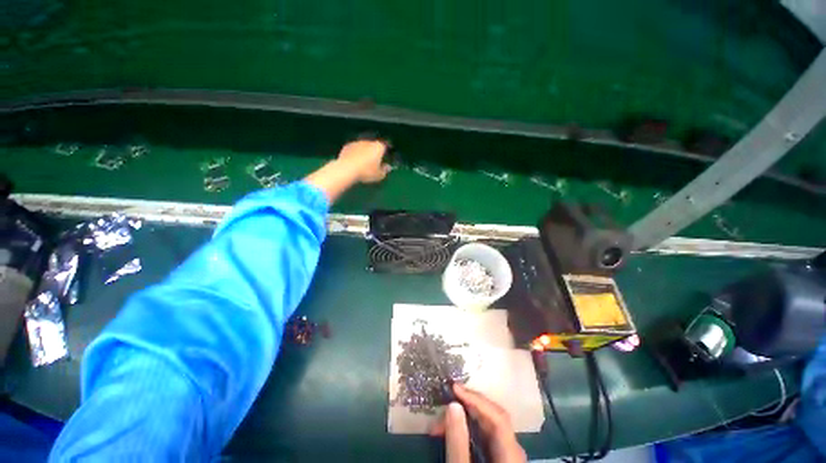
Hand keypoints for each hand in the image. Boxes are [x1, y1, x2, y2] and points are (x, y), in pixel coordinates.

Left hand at [336, 140, 390, 183]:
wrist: (347, 169)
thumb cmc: (367, 172)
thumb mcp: (379, 175)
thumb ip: (385, 170)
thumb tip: (387, 167)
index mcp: (379, 147)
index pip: (385, 147)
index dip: (386, 153)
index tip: (385, 159)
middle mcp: (369, 142)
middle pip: (374, 146)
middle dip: (374, 152)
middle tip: (374, 163)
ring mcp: (357, 142)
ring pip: (363, 147)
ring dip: (364, 153)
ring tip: (363, 164)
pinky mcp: (347, 146)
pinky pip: (354, 150)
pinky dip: (355, 154)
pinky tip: (354, 163)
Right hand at [431, 384, 526, 462]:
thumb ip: (458, 442)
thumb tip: (453, 405)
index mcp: (511, 457)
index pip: (498, 418)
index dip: (477, 399)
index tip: (454, 388)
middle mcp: (513, 452)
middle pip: (493, 420)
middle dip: (466, 410)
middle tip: (441, 409)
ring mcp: (507, 456)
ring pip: (487, 428)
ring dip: (463, 421)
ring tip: (438, 427)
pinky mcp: (498, 459)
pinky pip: (483, 438)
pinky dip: (466, 432)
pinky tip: (451, 434)